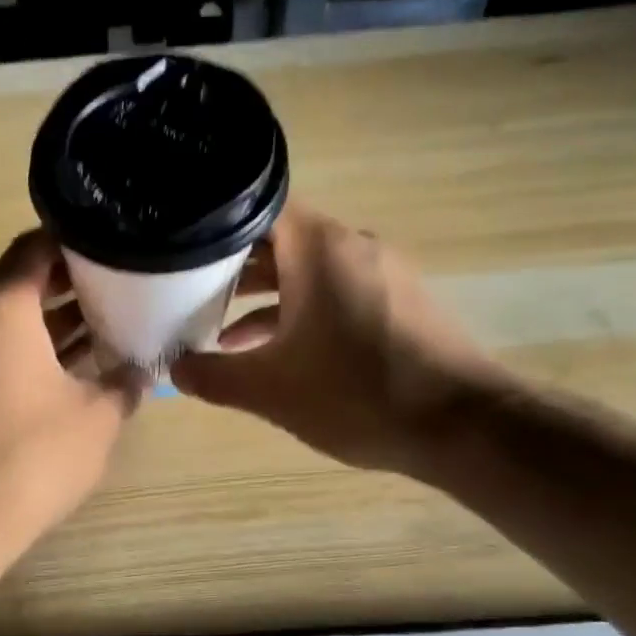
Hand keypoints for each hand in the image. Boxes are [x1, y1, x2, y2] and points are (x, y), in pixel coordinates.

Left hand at [0, 231, 146, 556]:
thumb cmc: (31, 456)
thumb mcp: (97, 417)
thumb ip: (124, 382)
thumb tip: (140, 370)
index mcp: (1, 308)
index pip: (35, 246)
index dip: (77, 239)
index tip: (116, 244)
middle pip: (22, 282)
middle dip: (72, 282)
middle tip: (123, 284)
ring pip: (11, 321)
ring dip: (55, 321)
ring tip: (109, 323)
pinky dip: (35, 352)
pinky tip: (76, 370)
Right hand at [170, 204, 505, 477]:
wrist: (462, 427)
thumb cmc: (356, 394)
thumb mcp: (269, 390)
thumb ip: (213, 376)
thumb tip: (174, 371)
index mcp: (319, 249)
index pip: (257, 208)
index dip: (214, 227)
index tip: (180, 250)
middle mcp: (353, 246)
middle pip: (281, 240)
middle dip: (233, 267)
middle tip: (188, 291)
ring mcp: (381, 273)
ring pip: (308, 270)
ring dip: (266, 296)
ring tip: (221, 329)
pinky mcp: (399, 302)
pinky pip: (337, 292)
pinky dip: (302, 312)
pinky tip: (276, 352)